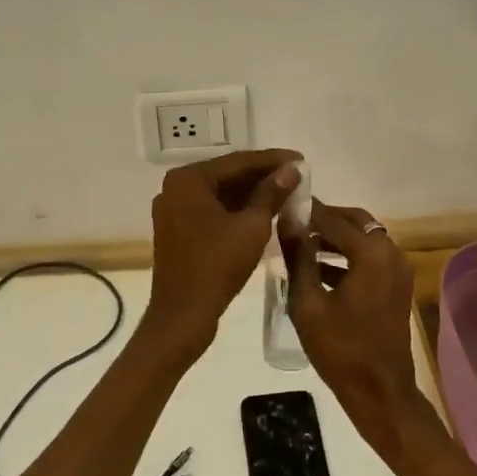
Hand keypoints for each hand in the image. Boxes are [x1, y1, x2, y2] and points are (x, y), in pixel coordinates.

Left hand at [145, 149, 303, 361]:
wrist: (183, 316)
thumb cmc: (217, 266)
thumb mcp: (252, 226)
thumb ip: (272, 193)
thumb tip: (292, 169)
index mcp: (188, 180)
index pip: (238, 161)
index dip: (273, 160)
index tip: (302, 159)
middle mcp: (176, 188)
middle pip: (228, 175)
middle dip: (263, 176)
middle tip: (297, 176)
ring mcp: (174, 210)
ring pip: (221, 194)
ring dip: (252, 193)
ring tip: (287, 192)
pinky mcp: (178, 230)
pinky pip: (212, 210)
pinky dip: (237, 210)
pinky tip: (264, 212)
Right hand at [280, 200, 423, 445]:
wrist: (380, 392)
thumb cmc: (340, 349)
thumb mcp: (307, 302)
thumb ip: (298, 257)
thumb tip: (287, 221)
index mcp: (371, 253)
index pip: (332, 218)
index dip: (307, 210)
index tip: (283, 203)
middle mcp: (390, 252)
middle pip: (354, 221)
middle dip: (324, 219)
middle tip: (293, 222)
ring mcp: (398, 269)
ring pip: (364, 238)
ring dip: (335, 237)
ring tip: (300, 243)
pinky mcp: (397, 285)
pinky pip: (370, 256)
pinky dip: (348, 255)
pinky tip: (318, 267)